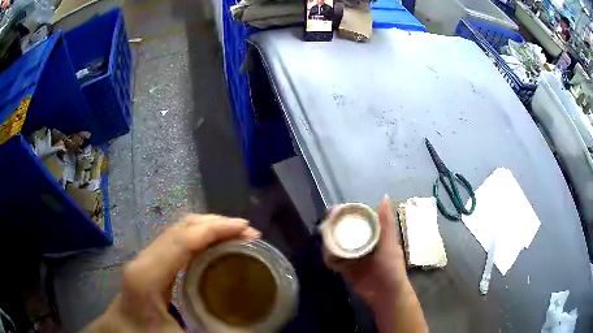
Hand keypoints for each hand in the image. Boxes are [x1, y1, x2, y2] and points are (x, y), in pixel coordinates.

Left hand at [84, 214, 259, 331]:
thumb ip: (217, 332)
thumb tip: (254, 328)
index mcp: (147, 276)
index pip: (183, 240)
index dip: (216, 230)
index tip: (246, 229)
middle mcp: (144, 260)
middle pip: (180, 228)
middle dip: (216, 224)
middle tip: (248, 232)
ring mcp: (145, 259)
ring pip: (178, 232)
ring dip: (208, 229)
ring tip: (237, 235)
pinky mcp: (149, 264)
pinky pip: (176, 243)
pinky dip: (199, 239)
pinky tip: (214, 247)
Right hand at [324, 196, 407, 305]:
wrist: (385, 294)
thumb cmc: (391, 267)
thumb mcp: (389, 244)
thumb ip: (385, 223)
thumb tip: (384, 197)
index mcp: (374, 234)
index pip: (358, 218)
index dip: (346, 212)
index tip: (335, 209)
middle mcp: (363, 242)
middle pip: (345, 230)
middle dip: (334, 226)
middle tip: (325, 225)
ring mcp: (354, 255)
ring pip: (338, 244)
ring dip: (330, 242)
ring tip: (324, 240)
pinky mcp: (346, 268)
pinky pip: (335, 260)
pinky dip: (330, 257)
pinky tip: (327, 255)